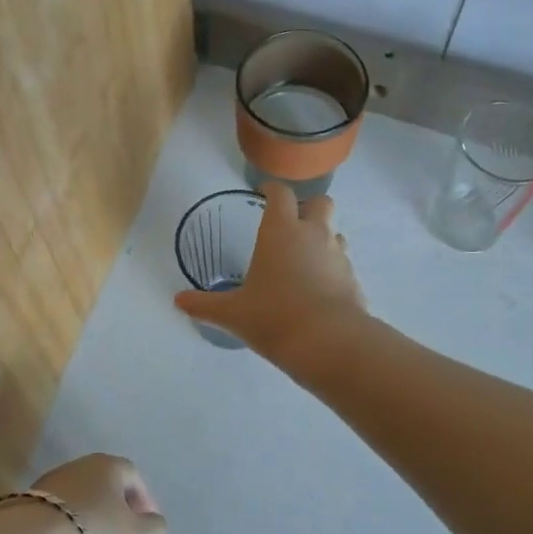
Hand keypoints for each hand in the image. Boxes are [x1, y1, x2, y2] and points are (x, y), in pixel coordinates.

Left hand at [24, 452, 167, 533]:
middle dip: (115, 511)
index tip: (145, 527)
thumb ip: (155, 529)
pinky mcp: (23, 504)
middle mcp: (78, 465)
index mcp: (108, 465)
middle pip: (104, 487)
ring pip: (79, 500)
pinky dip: (64, 529)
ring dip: (88, 521)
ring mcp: (47, 483)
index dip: (144, 501)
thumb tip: (152, 522)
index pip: (134, 477)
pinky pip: (55, 515)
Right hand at [173, 182, 365, 361]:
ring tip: (305, 260)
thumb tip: (178, 301)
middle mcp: (314, 234)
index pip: (281, 194)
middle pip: (321, 203)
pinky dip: (332, 270)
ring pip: (335, 233)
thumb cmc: (274, 317)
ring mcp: (339, 256)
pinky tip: (319, 291)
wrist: (329, 343)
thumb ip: (205, 305)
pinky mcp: (354, 280)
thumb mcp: (233, 314)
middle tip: (292, 225)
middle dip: (308, 208)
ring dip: (323, 239)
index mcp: (282, 231)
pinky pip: (343, 265)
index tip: (264, 193)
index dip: (273, 190)